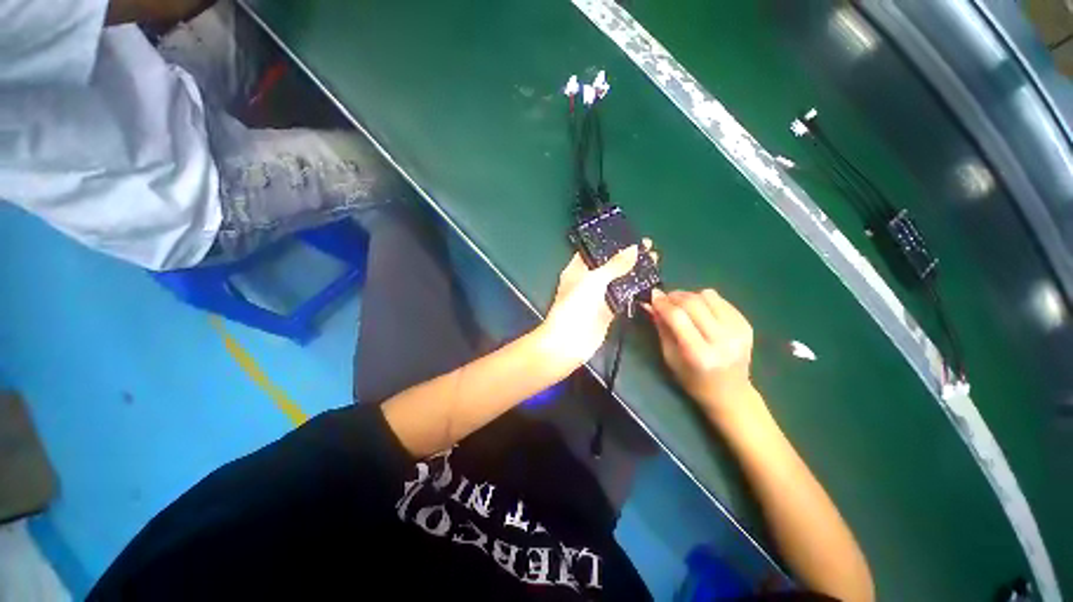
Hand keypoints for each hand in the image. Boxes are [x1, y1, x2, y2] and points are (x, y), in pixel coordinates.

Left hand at [541, 246, 639, 365]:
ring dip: (634, 272)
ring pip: (618, 280)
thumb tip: (634, 248)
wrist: (569, 342)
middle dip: (628, 257)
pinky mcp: (608, 311)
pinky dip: (635, 290)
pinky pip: (623, 296)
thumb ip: (614, 265)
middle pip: (610, 265)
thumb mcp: (593, 280)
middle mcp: (587, 281)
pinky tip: (649, 281)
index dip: (612, 244)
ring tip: (654, 260)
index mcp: (577, 269)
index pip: (595, 251)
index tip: (633, 237)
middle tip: (650, 248)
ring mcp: (598, 296)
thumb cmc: (575, 305)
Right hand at [646, 288, 757, 417]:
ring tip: (682, 304)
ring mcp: (738, 331)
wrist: (730, 394)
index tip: (653, 297)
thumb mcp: (670, 357)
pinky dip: (705, 300)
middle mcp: (722, 341)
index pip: (678, 317)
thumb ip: (662, 327)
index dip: (663, 303)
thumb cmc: (693, 380)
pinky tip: (699, 310)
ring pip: (708, 296)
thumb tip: (651, 302)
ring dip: (690, 296)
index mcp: (699, 354)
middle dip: (674, 296)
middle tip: (664, 298)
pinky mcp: (746, 325)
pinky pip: (721, 300)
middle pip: (693, 303)